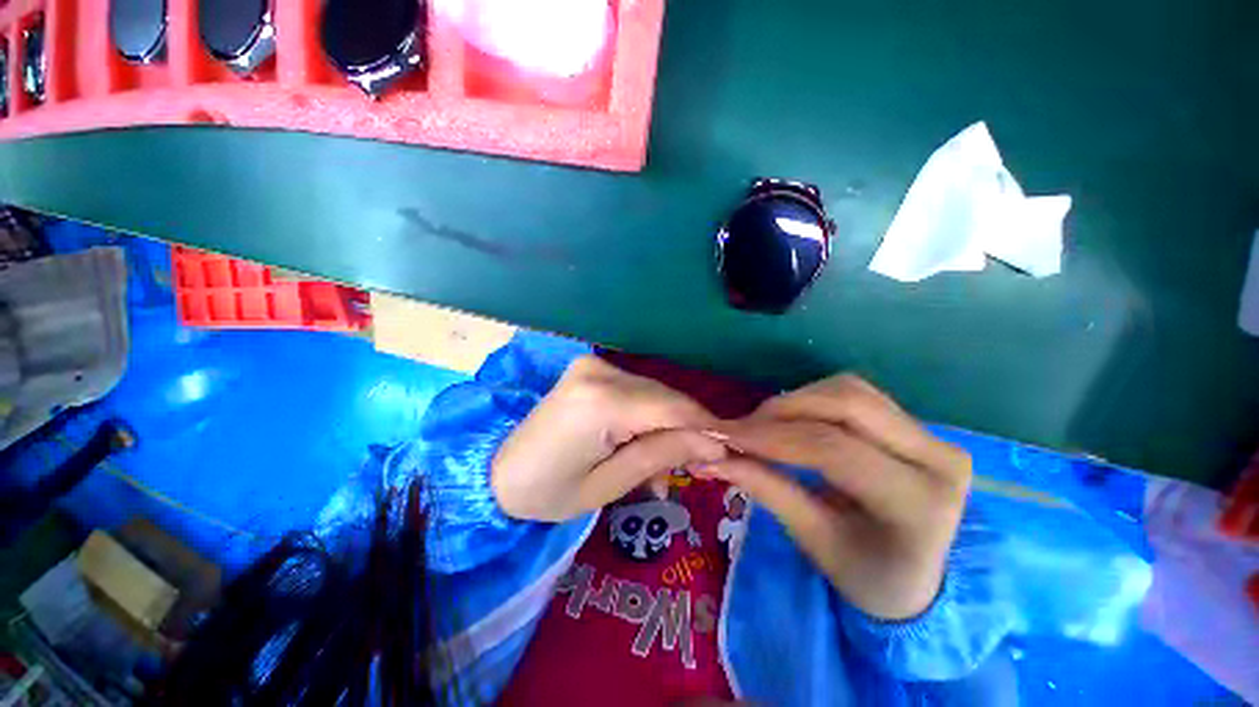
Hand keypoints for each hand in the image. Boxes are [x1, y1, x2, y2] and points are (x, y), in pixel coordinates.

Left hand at [492, 356, 728, 521]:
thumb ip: (662, 456)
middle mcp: (599, 371)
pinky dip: (649, 416)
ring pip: (654, 393)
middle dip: (688, 429)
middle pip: (665, 398)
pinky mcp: (592, 367)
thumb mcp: (609, 485)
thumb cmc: (549, 492)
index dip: (705, 429)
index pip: (671, 409)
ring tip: (670, 463)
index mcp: (600, 402)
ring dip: (669, 425)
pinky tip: (647, 442)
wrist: (499, 471)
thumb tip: (716, 444)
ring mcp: (594, 364)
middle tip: (699, 465)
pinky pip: (637, 390)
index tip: (729, 452)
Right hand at [702, 375, 970, 619]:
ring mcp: (932, 435)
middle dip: (781, 410)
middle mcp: (938, 458)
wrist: (915, 576)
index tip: (723, 435)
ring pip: (848, 390)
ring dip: (794, 402)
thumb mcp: (813, 540)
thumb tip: (711, 459)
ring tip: (761, 428)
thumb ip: (766, 490)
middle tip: (740, 430)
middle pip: (846, 404)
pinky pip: (853, 393)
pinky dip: (811, 400)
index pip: (834, 449)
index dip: (771, 437)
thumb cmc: (865, 573)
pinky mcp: (915, 424)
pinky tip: (791, 422)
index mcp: (919, 504)